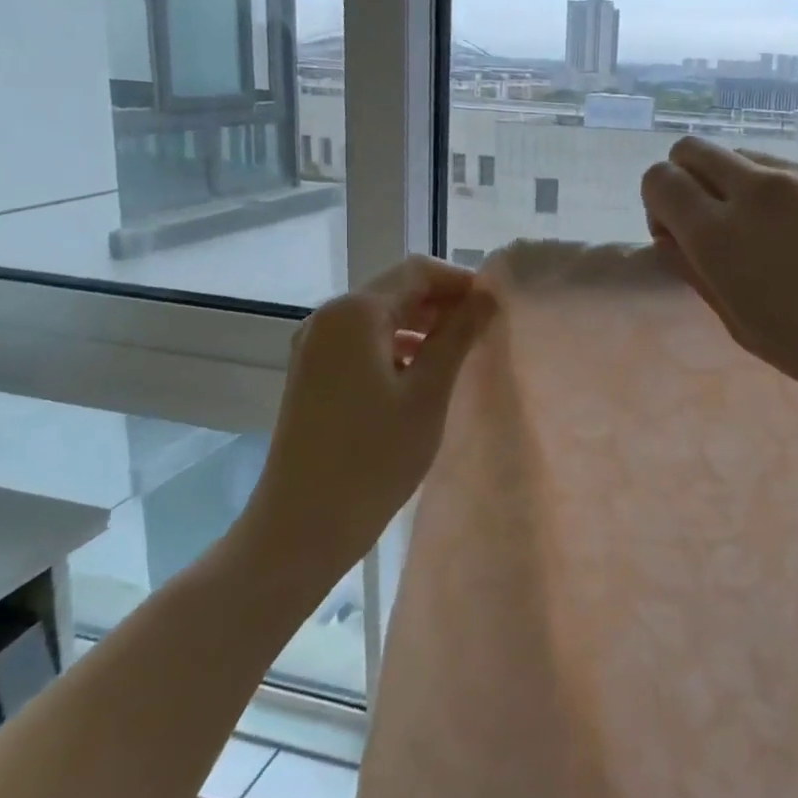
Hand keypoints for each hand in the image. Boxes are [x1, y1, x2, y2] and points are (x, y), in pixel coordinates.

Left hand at [242, 255, 496, 578]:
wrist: (301, 526)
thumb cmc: (373, 458)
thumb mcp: (428, 393)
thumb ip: (458, 336)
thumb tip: (488, 297)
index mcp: (354, 313)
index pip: (418, 271)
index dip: (461, 281)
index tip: (497, 307)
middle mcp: (328, 318)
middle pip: (396, 290)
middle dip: (443, 303)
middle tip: (486, 330)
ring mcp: (315, 346)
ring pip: (380, 317)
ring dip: (422, 325)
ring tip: (461, 351)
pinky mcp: (312, 373)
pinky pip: (363, 342)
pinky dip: (397, 346)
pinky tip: (423, 372)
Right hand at [641, 137, 797, 420]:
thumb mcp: (746, 328)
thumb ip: (700, 273)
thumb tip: (676, 237)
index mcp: (723, 234)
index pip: (659, 179)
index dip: (659, 206)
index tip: (682, 238)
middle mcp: (759, 188)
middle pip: (691, 149)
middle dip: (688, 179)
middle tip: (715, 225)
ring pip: (745, 155)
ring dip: (738, 185)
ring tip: (776, 235)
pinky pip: (796, 169)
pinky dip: (789, 193)